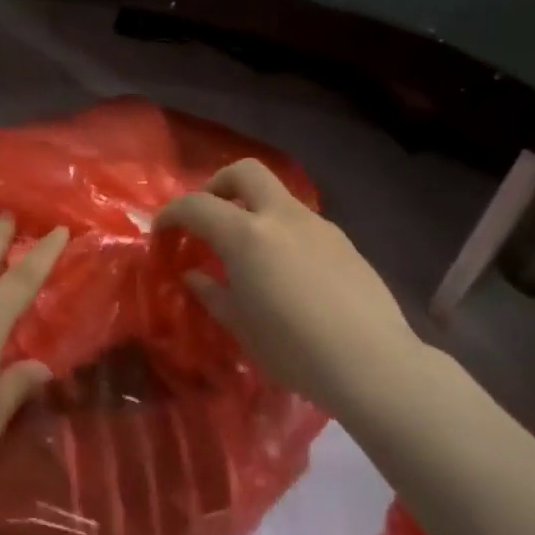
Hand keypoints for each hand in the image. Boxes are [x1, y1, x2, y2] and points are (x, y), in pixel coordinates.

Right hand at [155, 161, 426, 418]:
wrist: (373, 363)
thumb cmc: (294, 349)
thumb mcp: (242, 326)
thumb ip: (212, 293)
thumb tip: (193, 275)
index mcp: (247, 236)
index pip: (198, 205)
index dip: (172, 213)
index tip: (162, 230)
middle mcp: (282, 217)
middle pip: (245, 171)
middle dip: (218, 184)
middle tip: (208, 216)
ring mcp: (318, 225)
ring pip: (277, 196)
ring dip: (253, 209)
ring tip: (248, 251)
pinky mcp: (343, 242)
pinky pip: (302, 222)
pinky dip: (281, 230)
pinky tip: (286, 270)